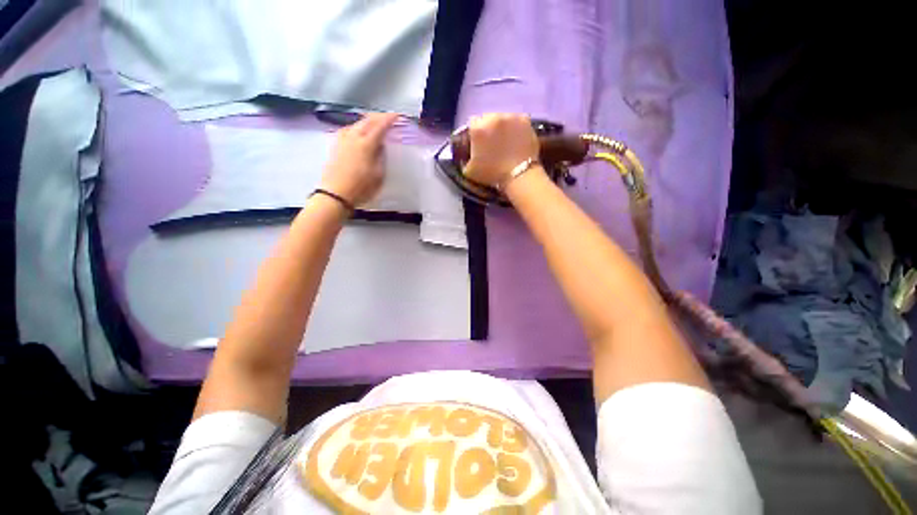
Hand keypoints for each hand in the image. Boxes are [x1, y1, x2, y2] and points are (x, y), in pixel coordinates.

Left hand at [319, 112, 397, 206]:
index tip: (398, 115)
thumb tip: (381, 146)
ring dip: (367, 121)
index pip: (380, 126)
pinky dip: (357, 126)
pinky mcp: (335, 145)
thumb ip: (381, 157)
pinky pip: (348, 129)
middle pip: (367, 121)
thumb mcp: (379, 175)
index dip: (389, 119)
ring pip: (356, 123)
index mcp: (366, 144)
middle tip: (388, 118)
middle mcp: (353, 137)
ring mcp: (342, 140)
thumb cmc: (361, 188)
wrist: (335, 194)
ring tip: (375, 123)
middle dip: (378, 117)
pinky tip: (358, 131)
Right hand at [463, 113, 538, 187]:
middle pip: (487, 118)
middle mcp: (493, 117)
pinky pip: (516, 121)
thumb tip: (466, 155)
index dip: (474, 134)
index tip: (478, 144)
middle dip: (488, 128)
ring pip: (503, 118)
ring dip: (502, 127)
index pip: (472, 124)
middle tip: (492, 143)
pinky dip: (515, 128)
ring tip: (506, 141)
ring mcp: (510, 116)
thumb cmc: (492, 174)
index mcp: (477, 128)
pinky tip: (516, 139)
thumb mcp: (469, 171)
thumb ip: (464, 159)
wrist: (518, 175)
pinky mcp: (525, 120)